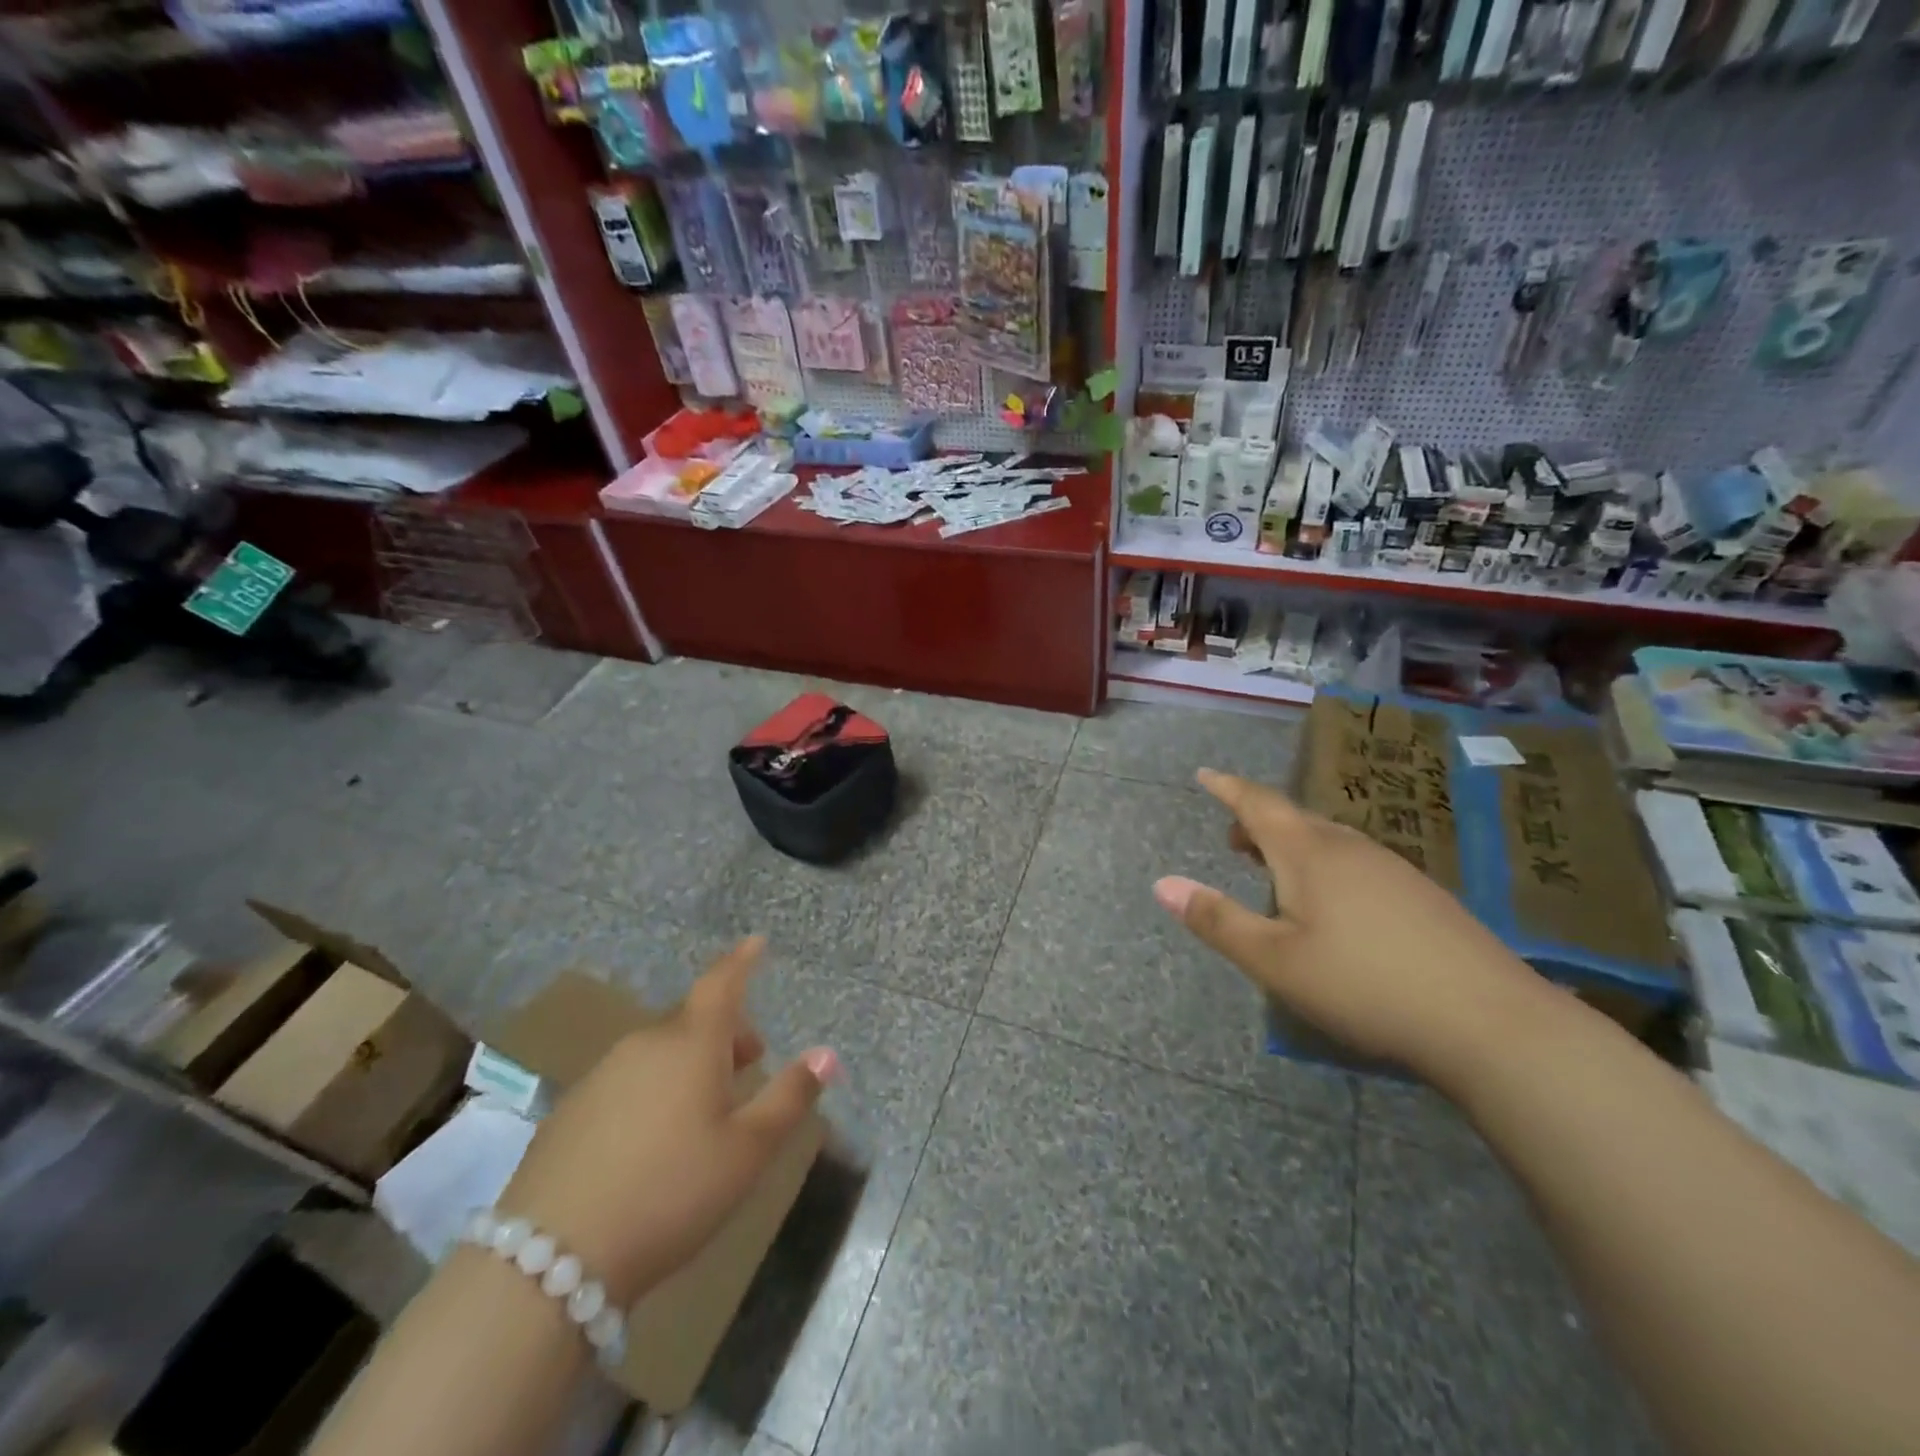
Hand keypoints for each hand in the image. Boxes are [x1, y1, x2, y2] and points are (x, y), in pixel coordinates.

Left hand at [496, 937, 837, 1305]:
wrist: (547, 1261)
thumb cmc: (671, 1192)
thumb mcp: (747, 1150)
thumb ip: (789, 1097)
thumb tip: (827, 1054)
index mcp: (691, 1043)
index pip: (722, 983)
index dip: (741, 960)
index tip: (756, 942)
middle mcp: (645, 1045)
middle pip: (693, 1020)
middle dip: (726, 1032)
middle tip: (750, 1064)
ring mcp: (601, 1076)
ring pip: (659, 1051)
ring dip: (690, 1063)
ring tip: (706, 1108)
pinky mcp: (569, 1112)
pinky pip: (628, 1081)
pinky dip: (653, 1089)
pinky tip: (653, 1141)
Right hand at [1154, 768, 1550, 1079]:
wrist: (1491, 1022)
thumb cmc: (1364, 984)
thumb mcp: (1274, 960)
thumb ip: (1217, 920)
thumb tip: (1161, 884)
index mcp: (1309, 853)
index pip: (1257, 804)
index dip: (1227, 788)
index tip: (1204, 774)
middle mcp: (1350, 847)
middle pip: (1294, 818)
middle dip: (1257, 821)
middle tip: (1233, 840)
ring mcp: (1393, 869)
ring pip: (1328, 841)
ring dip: (1292, 845)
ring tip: (1274, 870)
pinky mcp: (1422, 896)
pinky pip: (1356, 862)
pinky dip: (1325, 865)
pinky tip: (1333, 904)